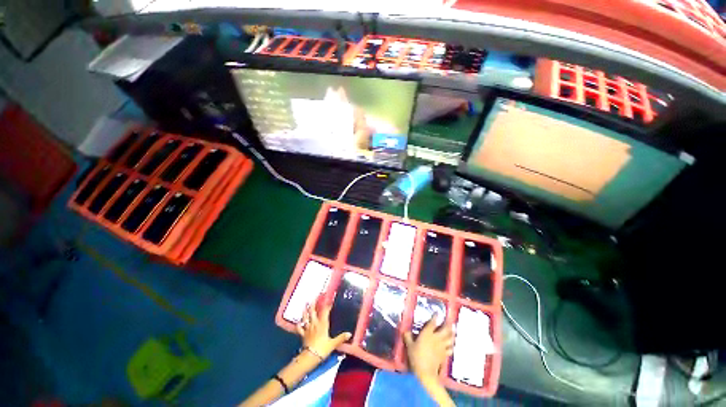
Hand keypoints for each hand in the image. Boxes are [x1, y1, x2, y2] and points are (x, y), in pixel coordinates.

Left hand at [296, 299, 350, 359]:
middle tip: (313, 297)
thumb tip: (349, 334)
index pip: (325, 311)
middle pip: (313, 311)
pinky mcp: (303, 335)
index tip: (329, 299)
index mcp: (323, 324)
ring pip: (305, 317)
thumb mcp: (333, 343)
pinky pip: (299, 328)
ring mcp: (308, 329)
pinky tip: (298, 322)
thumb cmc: (322, 349)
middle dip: (313, 304)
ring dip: (305, 311)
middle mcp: (315, 324)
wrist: (310, 357)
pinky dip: (299, 324)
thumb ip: (341, 338)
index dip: (327, 304)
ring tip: (305, 305)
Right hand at [403, 317, 453, 383]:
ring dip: (452, 333)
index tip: (437, 313)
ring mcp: (442, 346)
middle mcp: (436, 338)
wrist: (426, 372)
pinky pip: (450, 348)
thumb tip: (405, 330)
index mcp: (427, 334)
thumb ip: (407, 337)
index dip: (435, 317)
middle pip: (445, 329)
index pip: (432, 323)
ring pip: (450, 338)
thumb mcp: (409, 346)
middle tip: (450, 320)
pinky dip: (452, 345)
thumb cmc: (416, 357)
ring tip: (453, 330)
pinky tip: (452, 344)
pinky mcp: (444, 354)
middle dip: (448, 324)